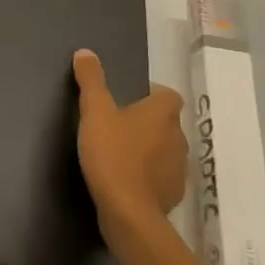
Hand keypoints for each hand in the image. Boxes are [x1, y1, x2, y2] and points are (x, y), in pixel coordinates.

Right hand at [73, 49, 187, 247]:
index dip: (152, 94)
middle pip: (166, 122)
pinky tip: (127, 180)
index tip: (129, 100)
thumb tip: (85, 52)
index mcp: (162, 114)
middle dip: (147, 123)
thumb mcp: (94, 112)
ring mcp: (179, 168)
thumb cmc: (112, 155)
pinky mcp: (173, 194)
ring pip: (166, 150)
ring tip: (121, 153)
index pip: (168, 95)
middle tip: (118, 126)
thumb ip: (91, 81)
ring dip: (149, 149)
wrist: (128, 212)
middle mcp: (177, 138)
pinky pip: (162, 177)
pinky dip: (149, 175)